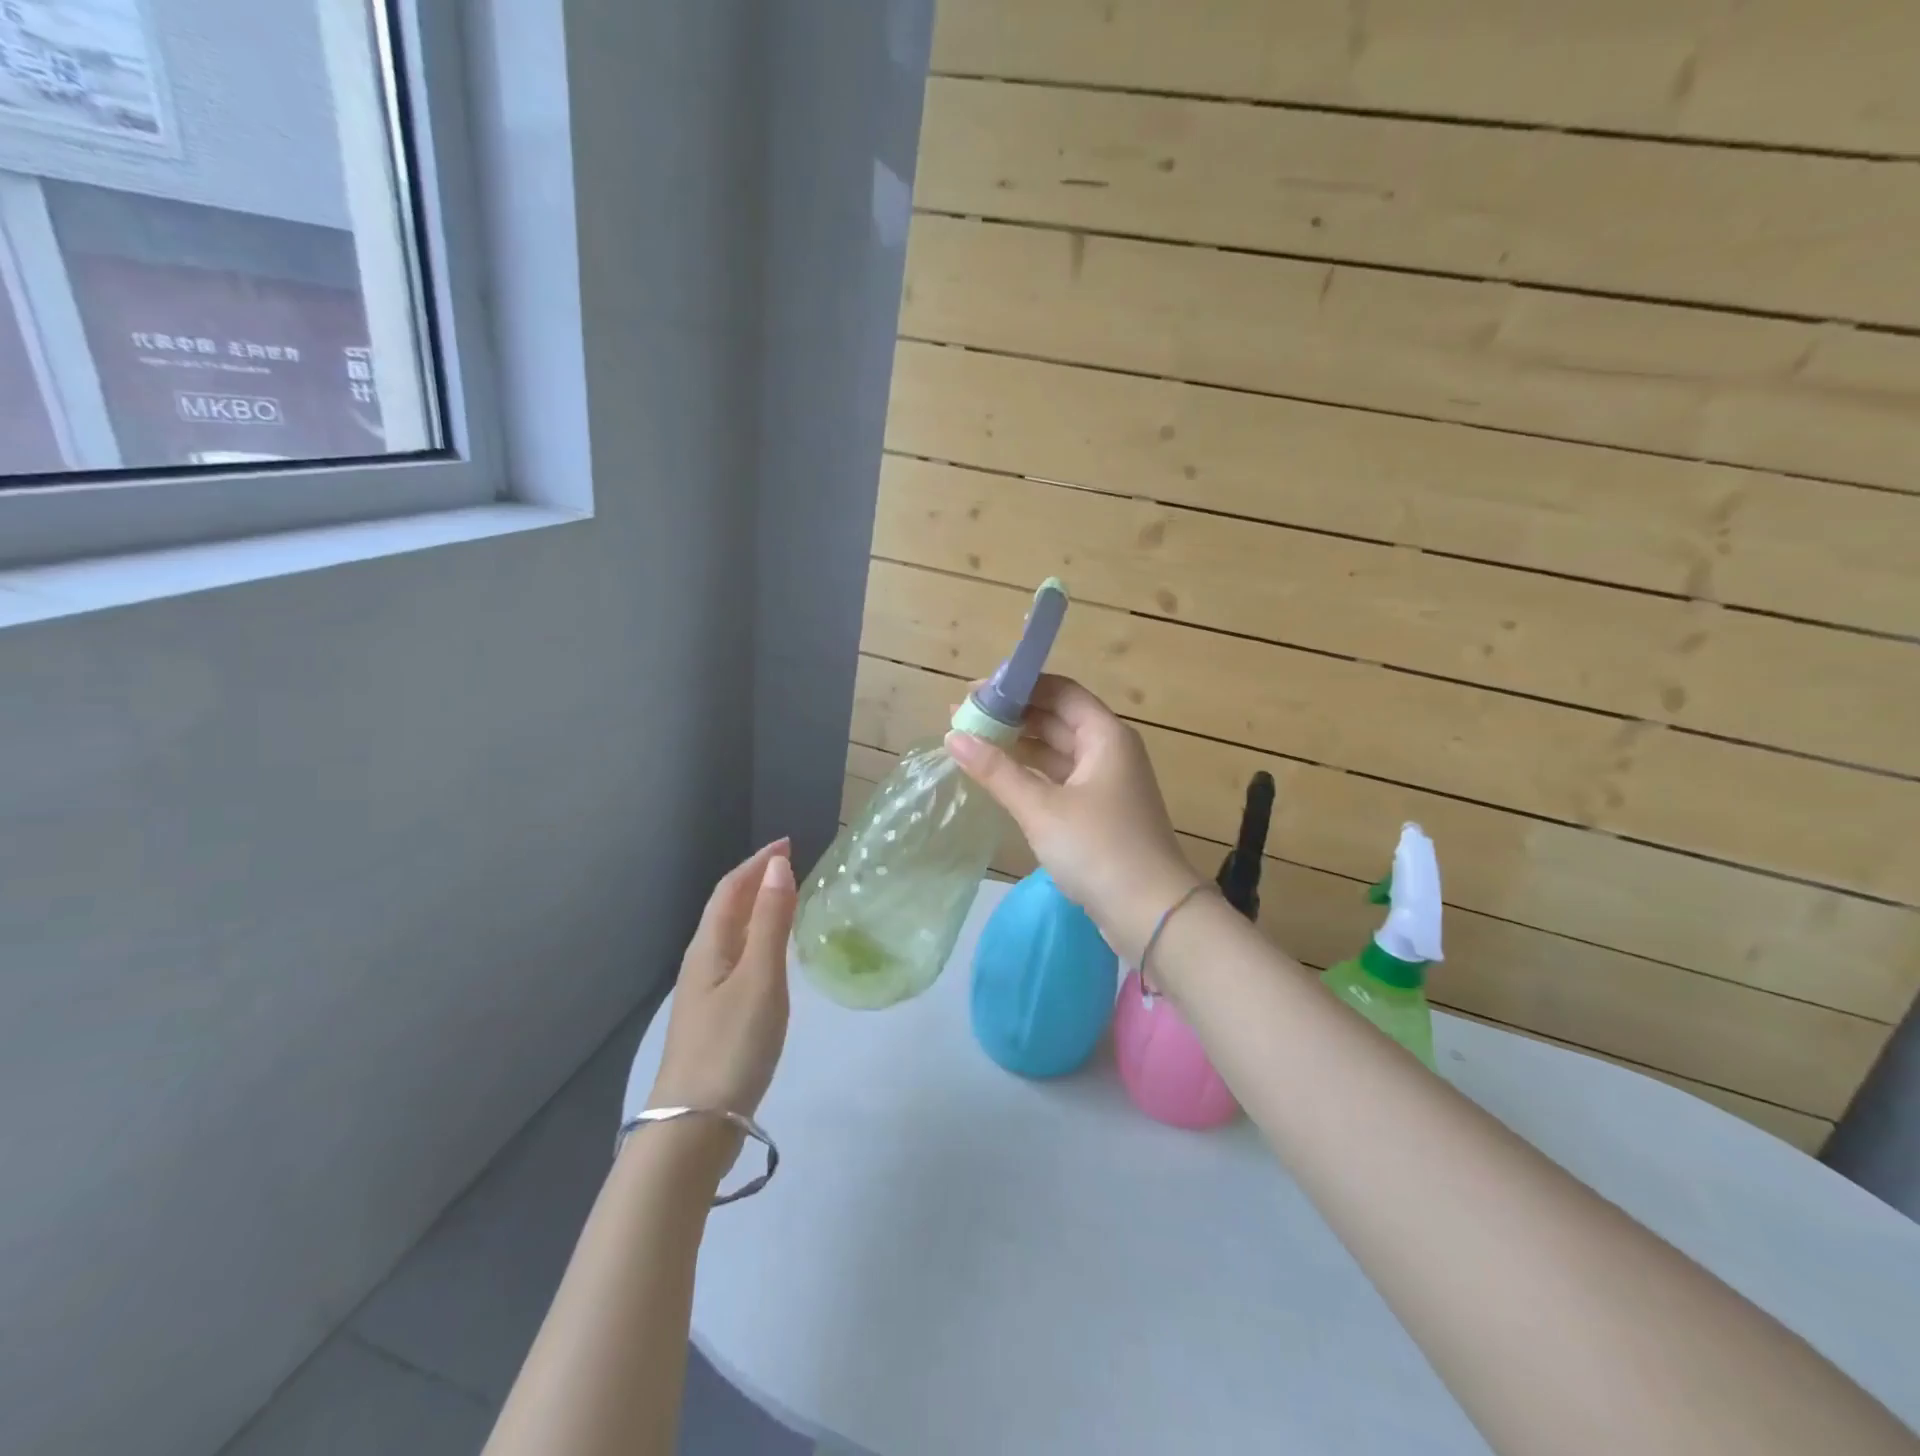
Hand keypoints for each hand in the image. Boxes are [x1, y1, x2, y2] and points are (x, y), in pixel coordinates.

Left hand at [648, 840, 795, 1120]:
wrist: (693, 1127)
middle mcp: (702, 963)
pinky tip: (774, 959)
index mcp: (710, 947)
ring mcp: (706, 993)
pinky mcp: (715, 1019)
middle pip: (727, 909)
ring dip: (758, 911)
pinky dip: (759, 942)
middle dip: (756, 881)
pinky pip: (739, 961)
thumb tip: (777, 866)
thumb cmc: (731, 1046)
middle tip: (792, 867)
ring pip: (733, 936)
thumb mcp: (761, 979)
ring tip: (788, 902)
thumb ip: (772, 922)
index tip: (788, 844)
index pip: (731, 889)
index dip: (757, 862)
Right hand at [947, 675, 1203, 965]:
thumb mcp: (1041, 808)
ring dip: (1018, 745)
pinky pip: (1059, 778)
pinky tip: (999, 776)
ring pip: (1056, 751)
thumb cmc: (1098, 849)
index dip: (1018, 686)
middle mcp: (1108, 750)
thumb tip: (953, 737)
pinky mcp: (1098, 811)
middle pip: (1056, 719)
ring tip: (971, 743)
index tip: (975, 692)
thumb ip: (997, 771)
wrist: (1150, 912)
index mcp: (1105, 735)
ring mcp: (1105, 783)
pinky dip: (1030, 773)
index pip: (1059, 691)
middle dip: (1012, 716)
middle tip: (963, 717)